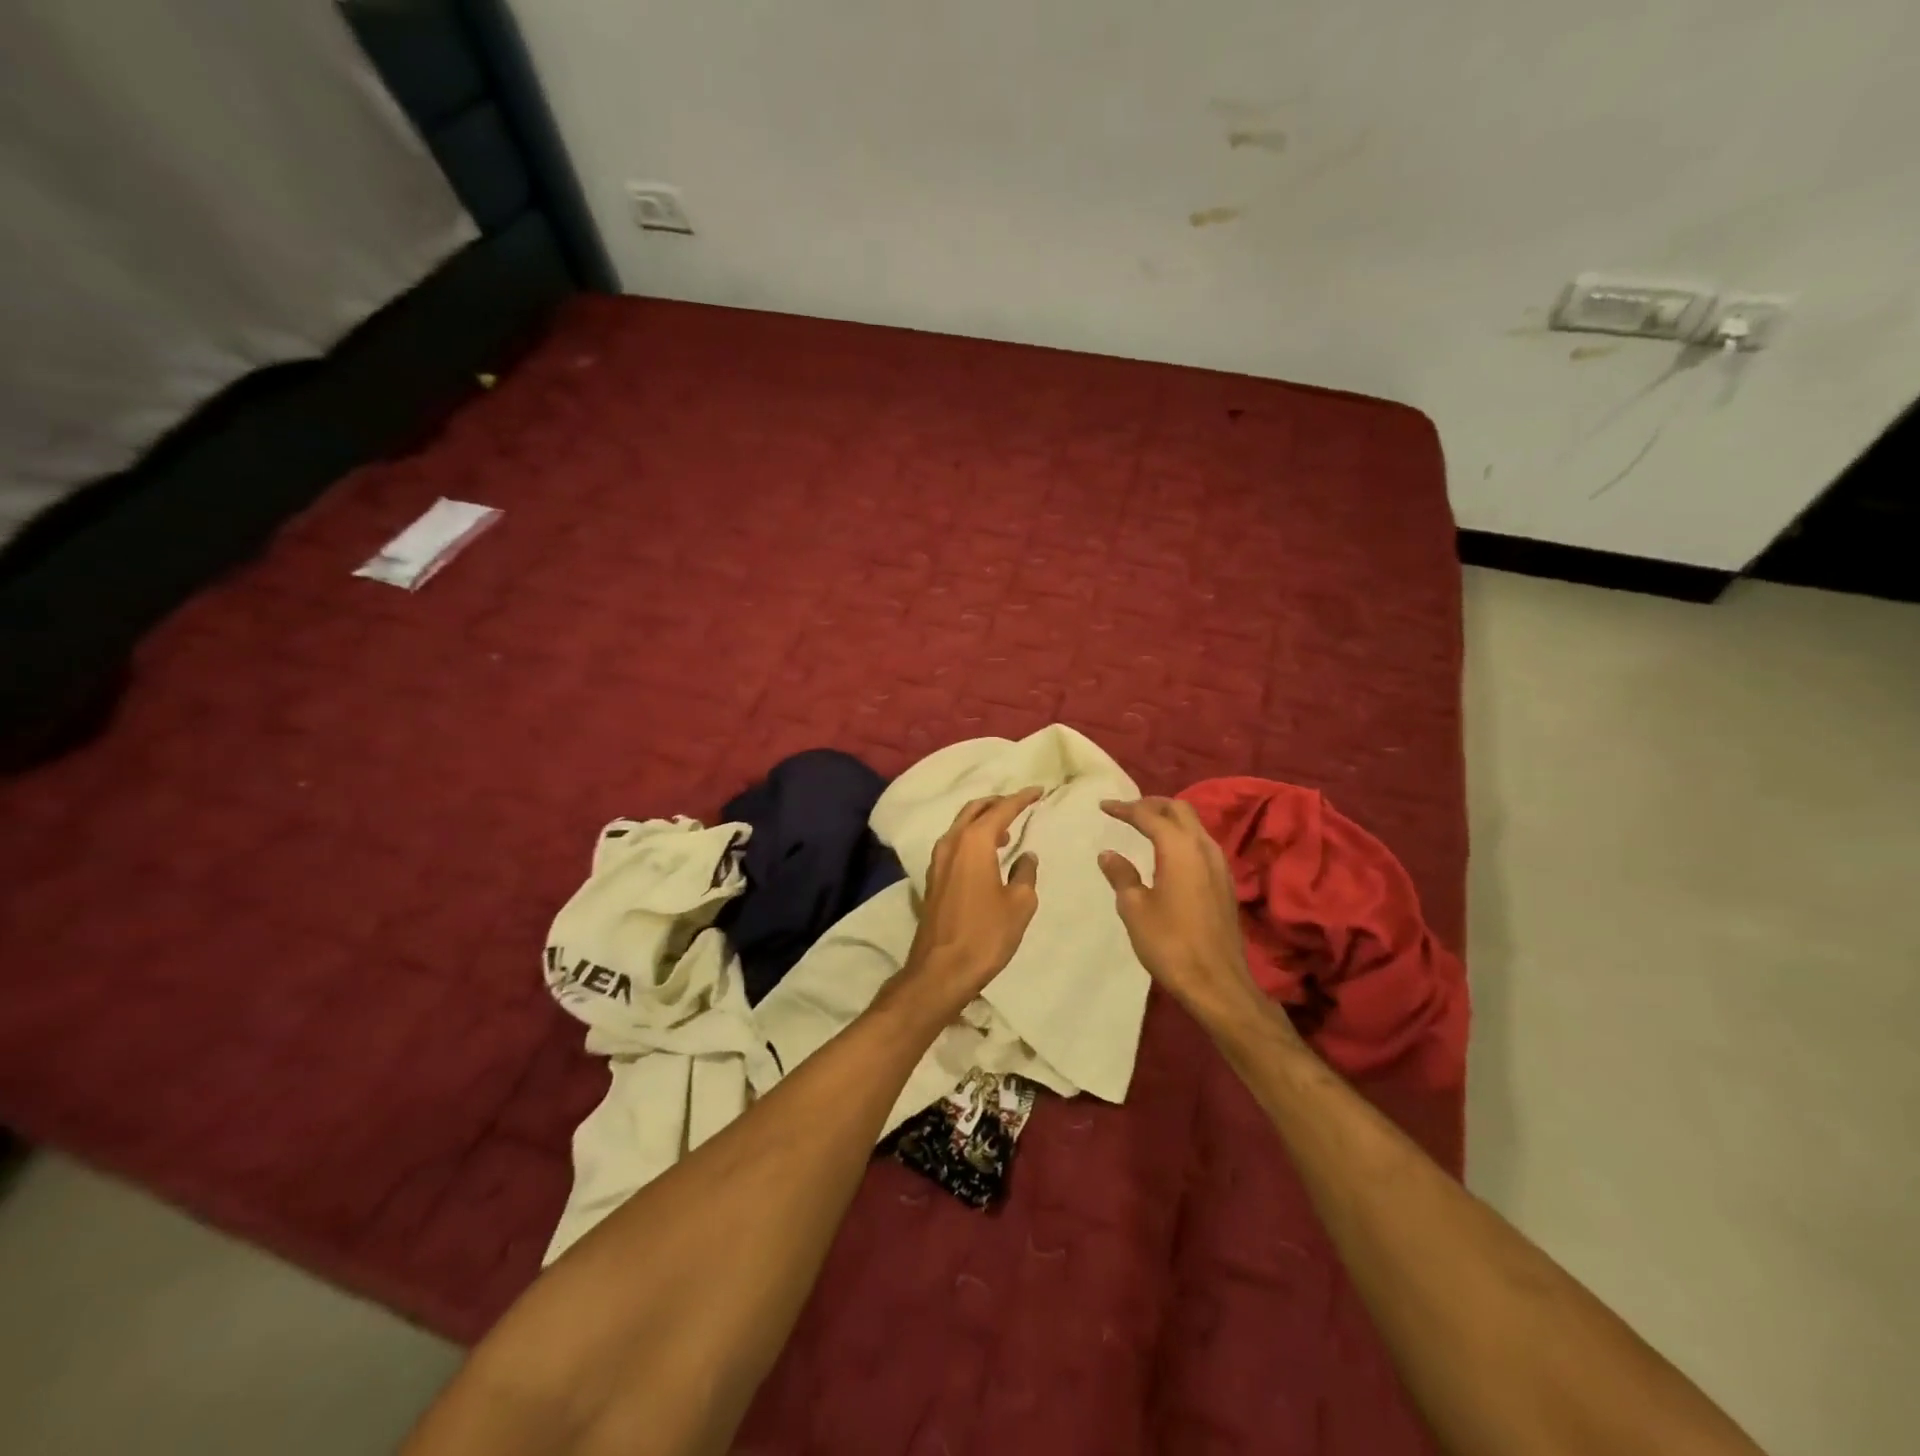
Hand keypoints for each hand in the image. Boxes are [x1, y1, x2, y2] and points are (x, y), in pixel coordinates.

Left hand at [901, 789, 1042, 1008]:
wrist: (941, 969)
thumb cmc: (985, 934)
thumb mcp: (1019, 904)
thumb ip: (1025, 873)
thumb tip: (1026, 856)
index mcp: (974, 842)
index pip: (1001, 809)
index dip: (1021, 798)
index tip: (1038, 791)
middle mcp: (952, 843)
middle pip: (975, 809)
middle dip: (998, 803)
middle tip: (1020, 804)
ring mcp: (938, 860)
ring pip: (961, 825)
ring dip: (983, 820)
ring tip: (1007, 828)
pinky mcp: (934, 878)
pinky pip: (955, 843)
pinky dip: (972, 837)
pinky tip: (987, 853)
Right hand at [1098, 797, 1276, 1034]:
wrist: (1217, 982)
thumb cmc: (1170, 943)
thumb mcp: (1135, 908)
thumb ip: (1121, 875)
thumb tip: (1109, 854)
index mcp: (1179, 848)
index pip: (1149, 815)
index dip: (1125, 808)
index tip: (1104, 806)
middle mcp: (1203, 847)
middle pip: (1179, 810)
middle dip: (1152, 804)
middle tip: (1127, 810)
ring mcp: (1219, 864)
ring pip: (1194, 825)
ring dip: (1169, 819)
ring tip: (1145, 826)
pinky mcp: (1224, 882)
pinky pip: (1201, 844)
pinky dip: (1181, 837)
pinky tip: (1167, 853)